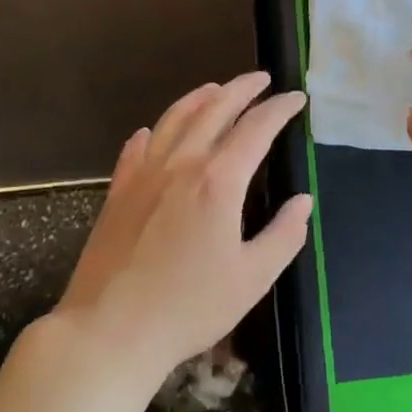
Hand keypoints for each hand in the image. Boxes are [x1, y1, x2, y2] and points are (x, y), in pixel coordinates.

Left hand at [54, 72, 310, 376]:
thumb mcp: (253, 278)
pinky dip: (154, 132)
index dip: (279, 109)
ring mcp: (143, 175)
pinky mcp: (118, 193)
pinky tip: (154, 131)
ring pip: (174, 120)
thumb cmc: (189, 308)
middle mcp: (181, 165)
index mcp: (218, 181)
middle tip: (261, 79)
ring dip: (199, 98)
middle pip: (213, 110)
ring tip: (216, 89)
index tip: (296, 98)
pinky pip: (137, 148)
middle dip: (241, 89)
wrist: (109, 332)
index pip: (256, 129)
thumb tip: (302, 202)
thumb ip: (284, 235)